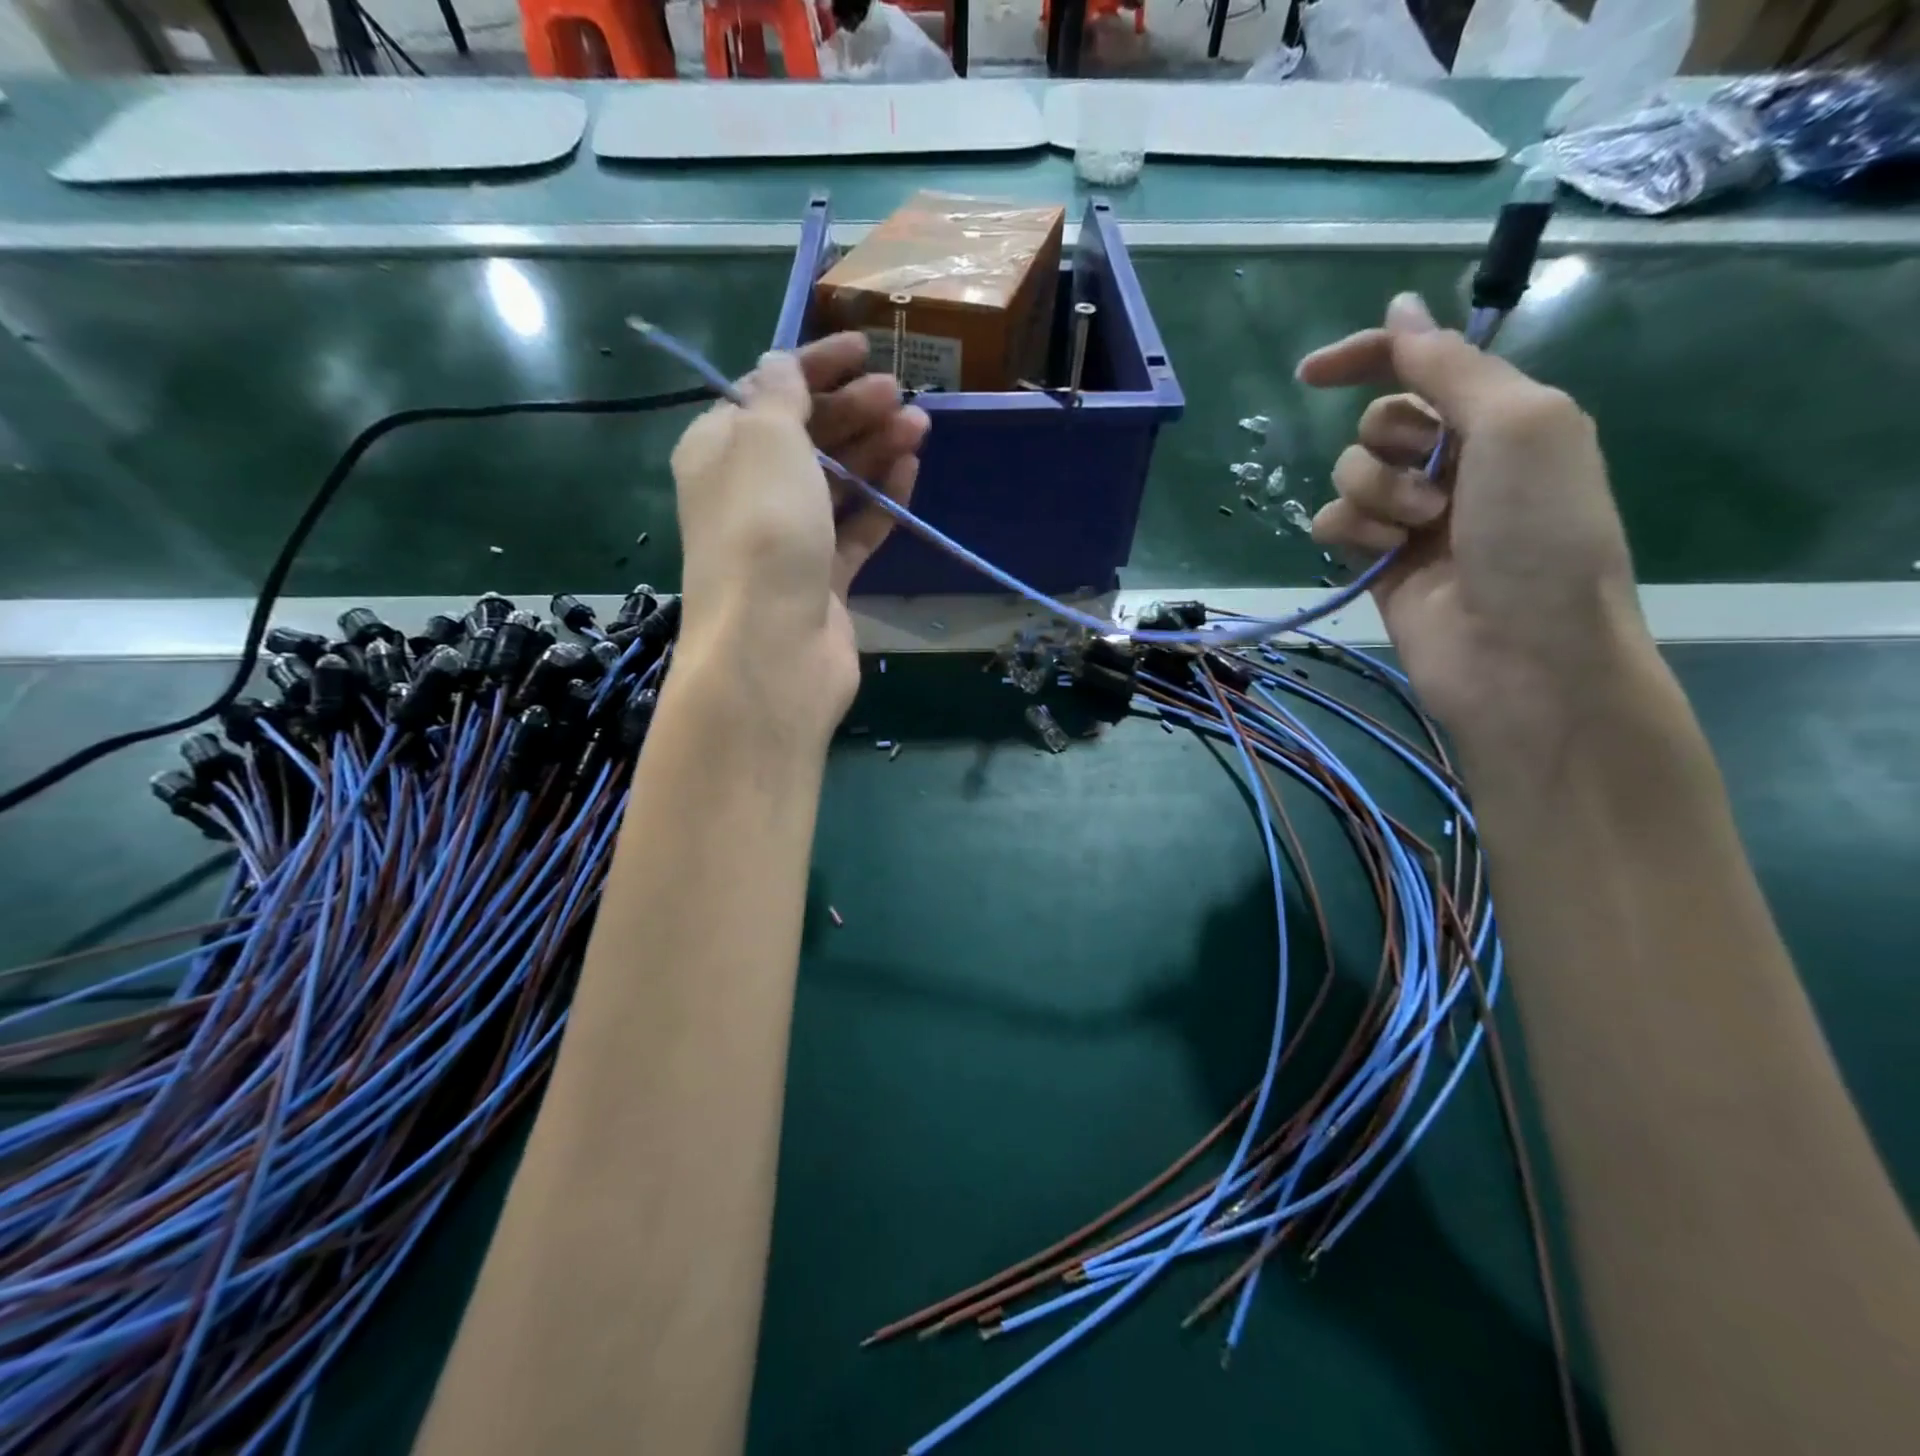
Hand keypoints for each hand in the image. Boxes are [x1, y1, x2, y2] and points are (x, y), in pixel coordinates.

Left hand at [669, 333, 927, 745]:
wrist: (772, 649)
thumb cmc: (763, 531)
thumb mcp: (766, 439)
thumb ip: (779, 394)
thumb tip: (780, 366)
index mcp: (719, 452)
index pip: (766, 393)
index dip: (814, 366)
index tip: (864, 348)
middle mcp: (749, 494)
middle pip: (806, 438)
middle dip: (852, 408)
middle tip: (901, 392)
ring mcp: (788, 541)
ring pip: (836, 483)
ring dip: (874, 450)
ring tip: (920, 426)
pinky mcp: (823, 580)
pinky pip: (855, 529)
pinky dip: (880, 499)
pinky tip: (910, 471)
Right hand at [1297, 293, 1651, 756]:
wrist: (1521, 652)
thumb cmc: (1538, 533)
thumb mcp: (1518, 424)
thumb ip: (1451, 365)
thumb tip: (1400, 308)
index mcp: (1500, 416)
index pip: (1420, 365)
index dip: (1368, 356)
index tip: (1312, 373)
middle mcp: (1454, 460)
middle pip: (1378, 422)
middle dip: (1392, 445)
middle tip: (1434, 479)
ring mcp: (1411, 515)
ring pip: (1350, 474)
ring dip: (1377, 495)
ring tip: (1419, 531)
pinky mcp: (1376, 560)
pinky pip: (1333, 522)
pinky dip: (1352, 532)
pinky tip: (1384, 557)